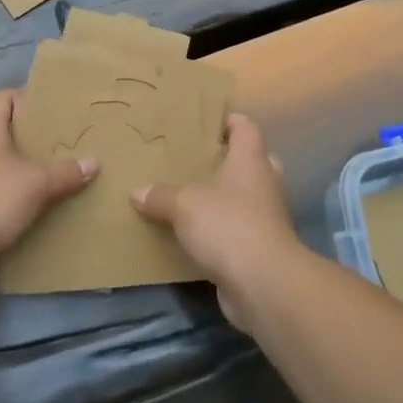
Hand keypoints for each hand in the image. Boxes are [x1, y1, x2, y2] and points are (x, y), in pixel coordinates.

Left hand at [0, 90, 96, 269]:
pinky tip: (33, 207)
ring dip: (22, 169)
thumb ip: (65, 173)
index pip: (3, 98)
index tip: (54, 108)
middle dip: (31, 138)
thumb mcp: (35, 184)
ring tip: (53, 175)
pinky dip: (11, 196)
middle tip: (62, 143)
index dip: (27, 97)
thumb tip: (94, 162)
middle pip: (3, 131)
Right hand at [132, 113, 303, 331]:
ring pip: (245, 197)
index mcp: (251, 160)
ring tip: (188, 194)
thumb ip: (160, 195)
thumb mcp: (183, 204)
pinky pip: (236, 230)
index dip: (228, 119)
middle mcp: (263, 183)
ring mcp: (265, 217)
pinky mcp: (259, 248)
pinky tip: (192, 233)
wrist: (262, 284)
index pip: (245, 127)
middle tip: (194, 159)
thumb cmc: (227, 225)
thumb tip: (137, 191)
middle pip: (251, 161)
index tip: (202, 119)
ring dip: (223, 197)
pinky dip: (219, 230)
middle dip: (227, 159)